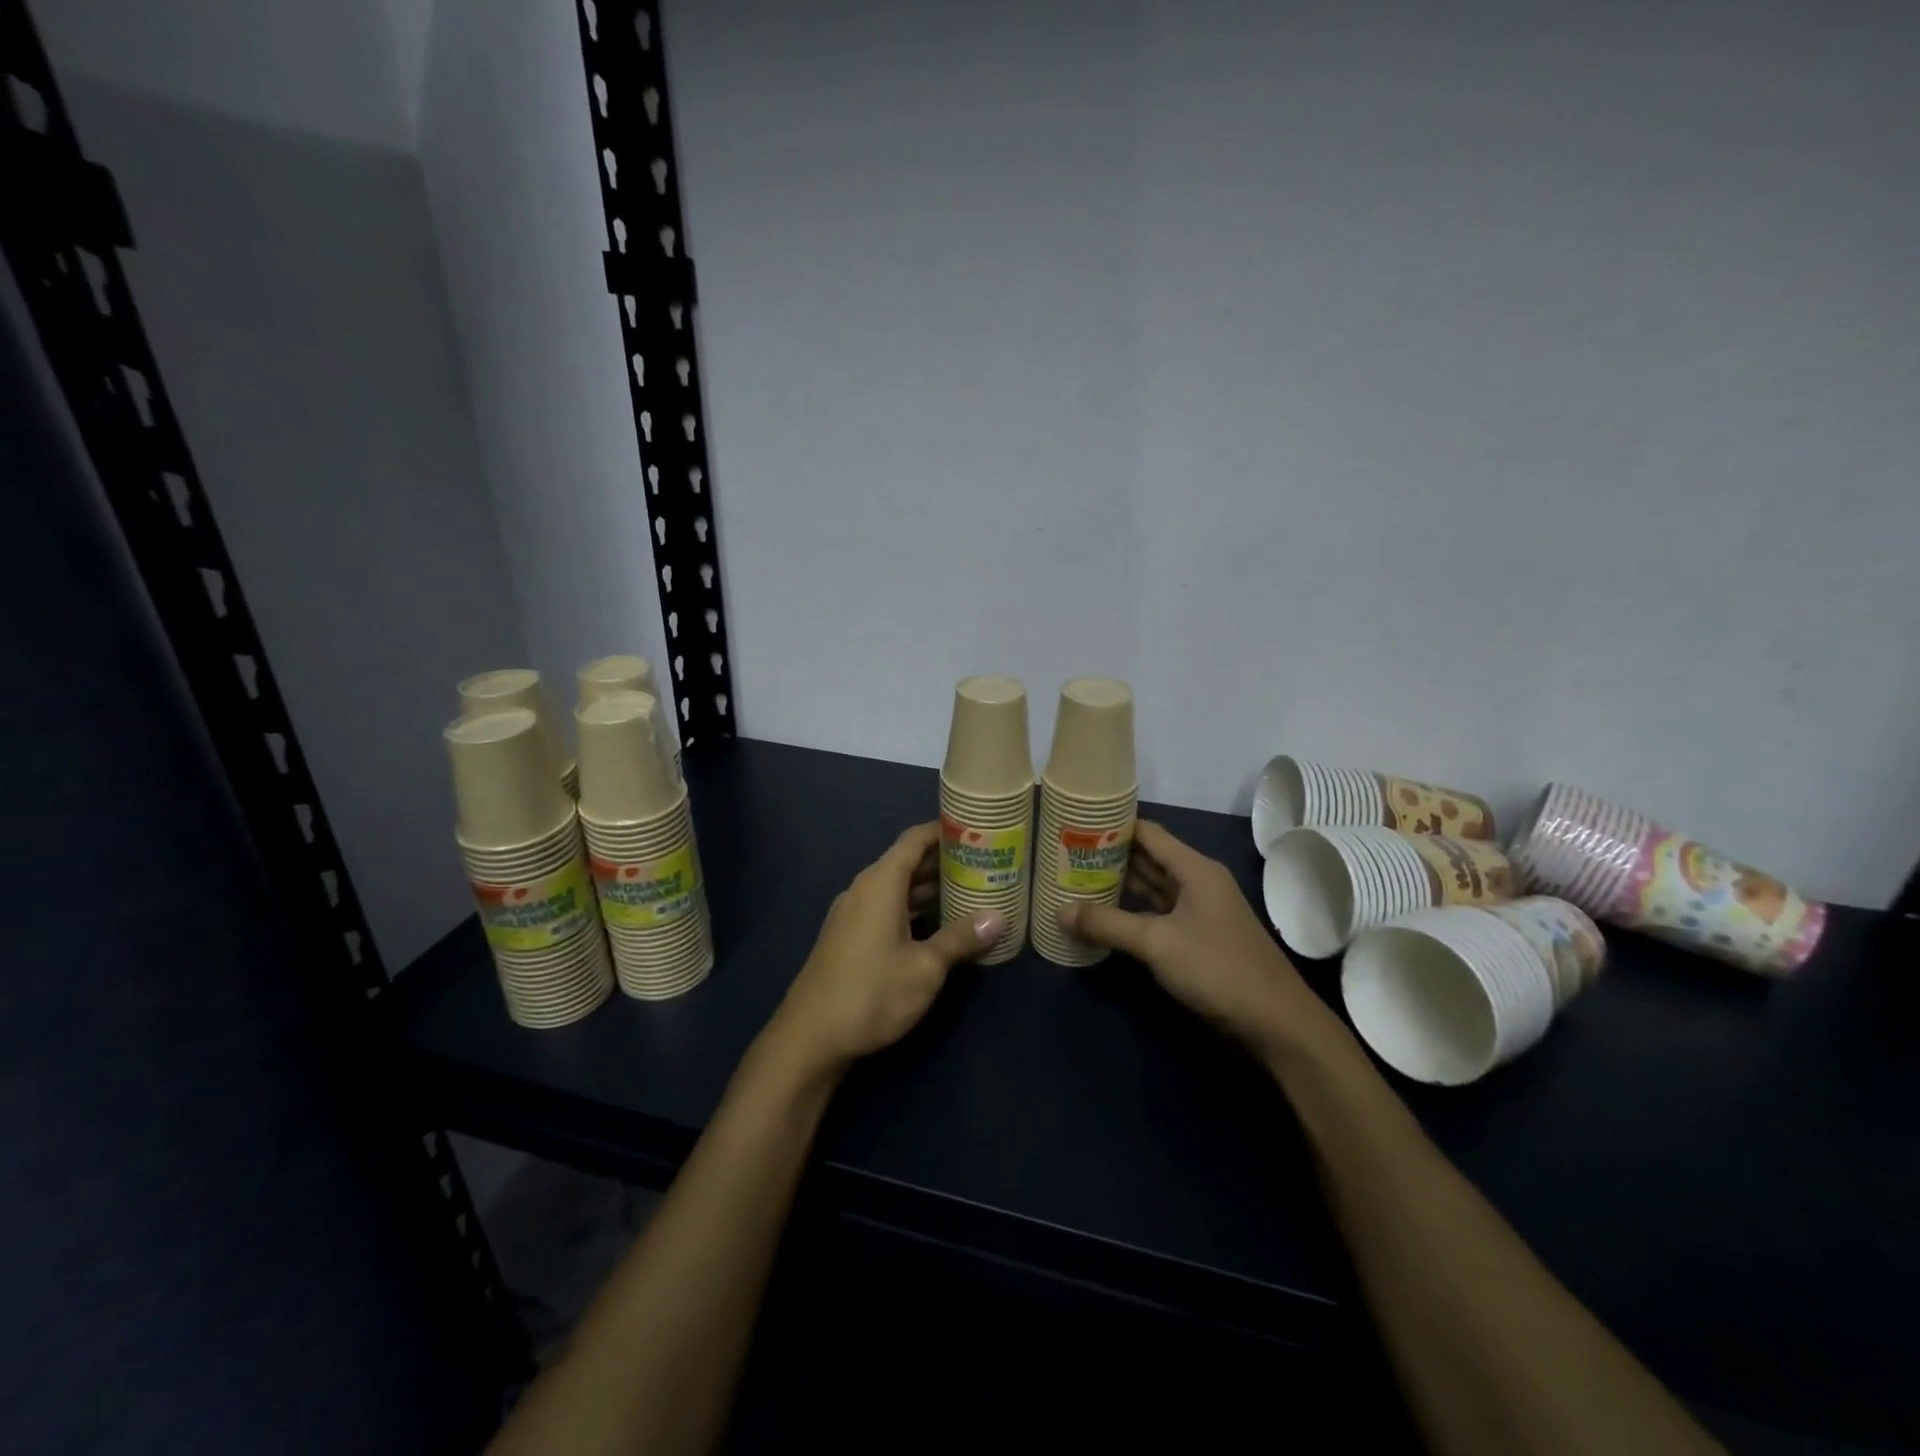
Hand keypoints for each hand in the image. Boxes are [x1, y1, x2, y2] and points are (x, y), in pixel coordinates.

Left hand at [766, 822, 1002, 1076]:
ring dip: (929, 887)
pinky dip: (913, 908)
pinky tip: (937, 925)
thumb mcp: (925, 967)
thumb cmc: (872, 993)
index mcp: (881, 883)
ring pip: (897, 888)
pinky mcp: (849, 937)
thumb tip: (999, 917)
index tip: (976, 830)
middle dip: (943, 861)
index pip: (915, 840)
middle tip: (984, 864)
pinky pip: (886, 907)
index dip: (944, 830)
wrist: (810, 1037)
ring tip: (968, 891)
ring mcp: (853, 914)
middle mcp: (864, 890)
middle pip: (907, 862)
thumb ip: (961, 938)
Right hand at [1061, 821, 1345, 1062]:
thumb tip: (1060, 911)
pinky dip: (1131, 913)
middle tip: (1064, 856)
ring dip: (1118, 886)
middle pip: (1148, 859)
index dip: (1112, 826)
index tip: (1074, 825)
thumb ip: (1108, 924)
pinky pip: (1157, 915)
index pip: (1147, 833)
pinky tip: (1105, 918)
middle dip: (1108, 857)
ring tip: (1075, 882)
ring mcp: (1199, 912)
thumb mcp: (1157, 943)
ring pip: (1152, 888)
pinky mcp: (1198, 939)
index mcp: (1195, 869)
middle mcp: (1198, 882)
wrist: (1276, 1024)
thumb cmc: (1218, 969)